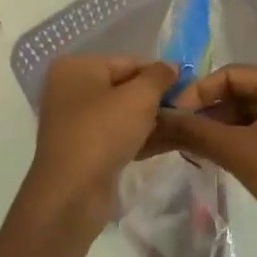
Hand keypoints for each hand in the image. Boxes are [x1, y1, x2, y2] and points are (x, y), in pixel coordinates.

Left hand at [23, 56, 178, 239]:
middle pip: (123, 87)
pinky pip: (114, 135)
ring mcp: (73, 121)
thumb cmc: (103, 132)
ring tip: (180, 128)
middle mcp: (69, 89)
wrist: (72, 193)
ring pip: (120, 113)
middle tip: (185, 110)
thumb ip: (159, 76)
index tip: (187, 88)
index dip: (159, 74)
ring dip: (149, 120)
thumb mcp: (139, 97)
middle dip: (154, 99)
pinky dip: (136, 138)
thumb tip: (172, 66)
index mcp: (76, 67)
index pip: (128, 62)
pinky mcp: (80, 149)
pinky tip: (164, 144)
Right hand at [157, 65, 256, 256]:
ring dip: (226, 129)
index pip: (232, 73)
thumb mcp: (240, 152)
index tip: (173, 115)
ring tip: (197, 150)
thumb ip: (196, 131)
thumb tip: (158, 117)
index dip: (199, 91)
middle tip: (181, 135)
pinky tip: (227, 162)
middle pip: (245, 93)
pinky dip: (246, 143)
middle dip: (211, 112)